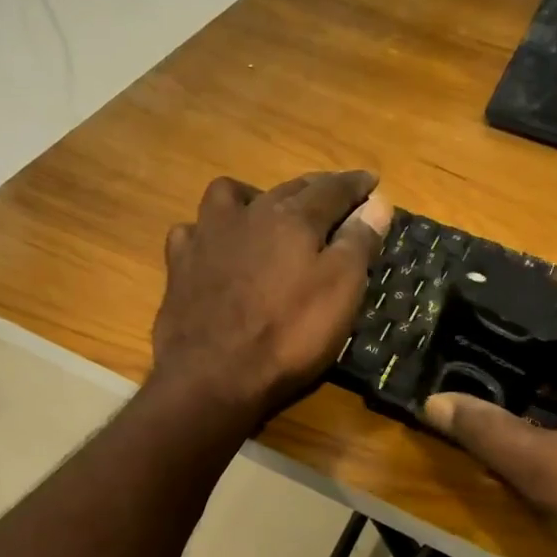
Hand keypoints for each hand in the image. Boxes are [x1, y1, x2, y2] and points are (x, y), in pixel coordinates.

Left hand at [150, 172, 391, 427]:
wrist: (213, 375)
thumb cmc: (288, 335)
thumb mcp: (340, 291)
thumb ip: (358, 243)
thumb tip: (377, 202)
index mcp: (293, 219)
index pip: (332, 190)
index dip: (356, 185)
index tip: (372, 182)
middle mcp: (249, 215)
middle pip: (287, 189)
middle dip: (314, 189)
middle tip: (332, 197)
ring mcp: (207, 237)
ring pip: (229, 196)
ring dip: (254, 197)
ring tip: (265, 214)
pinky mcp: (179, 265)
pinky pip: (192, 232)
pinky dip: (207, 233)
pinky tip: (214, 248)